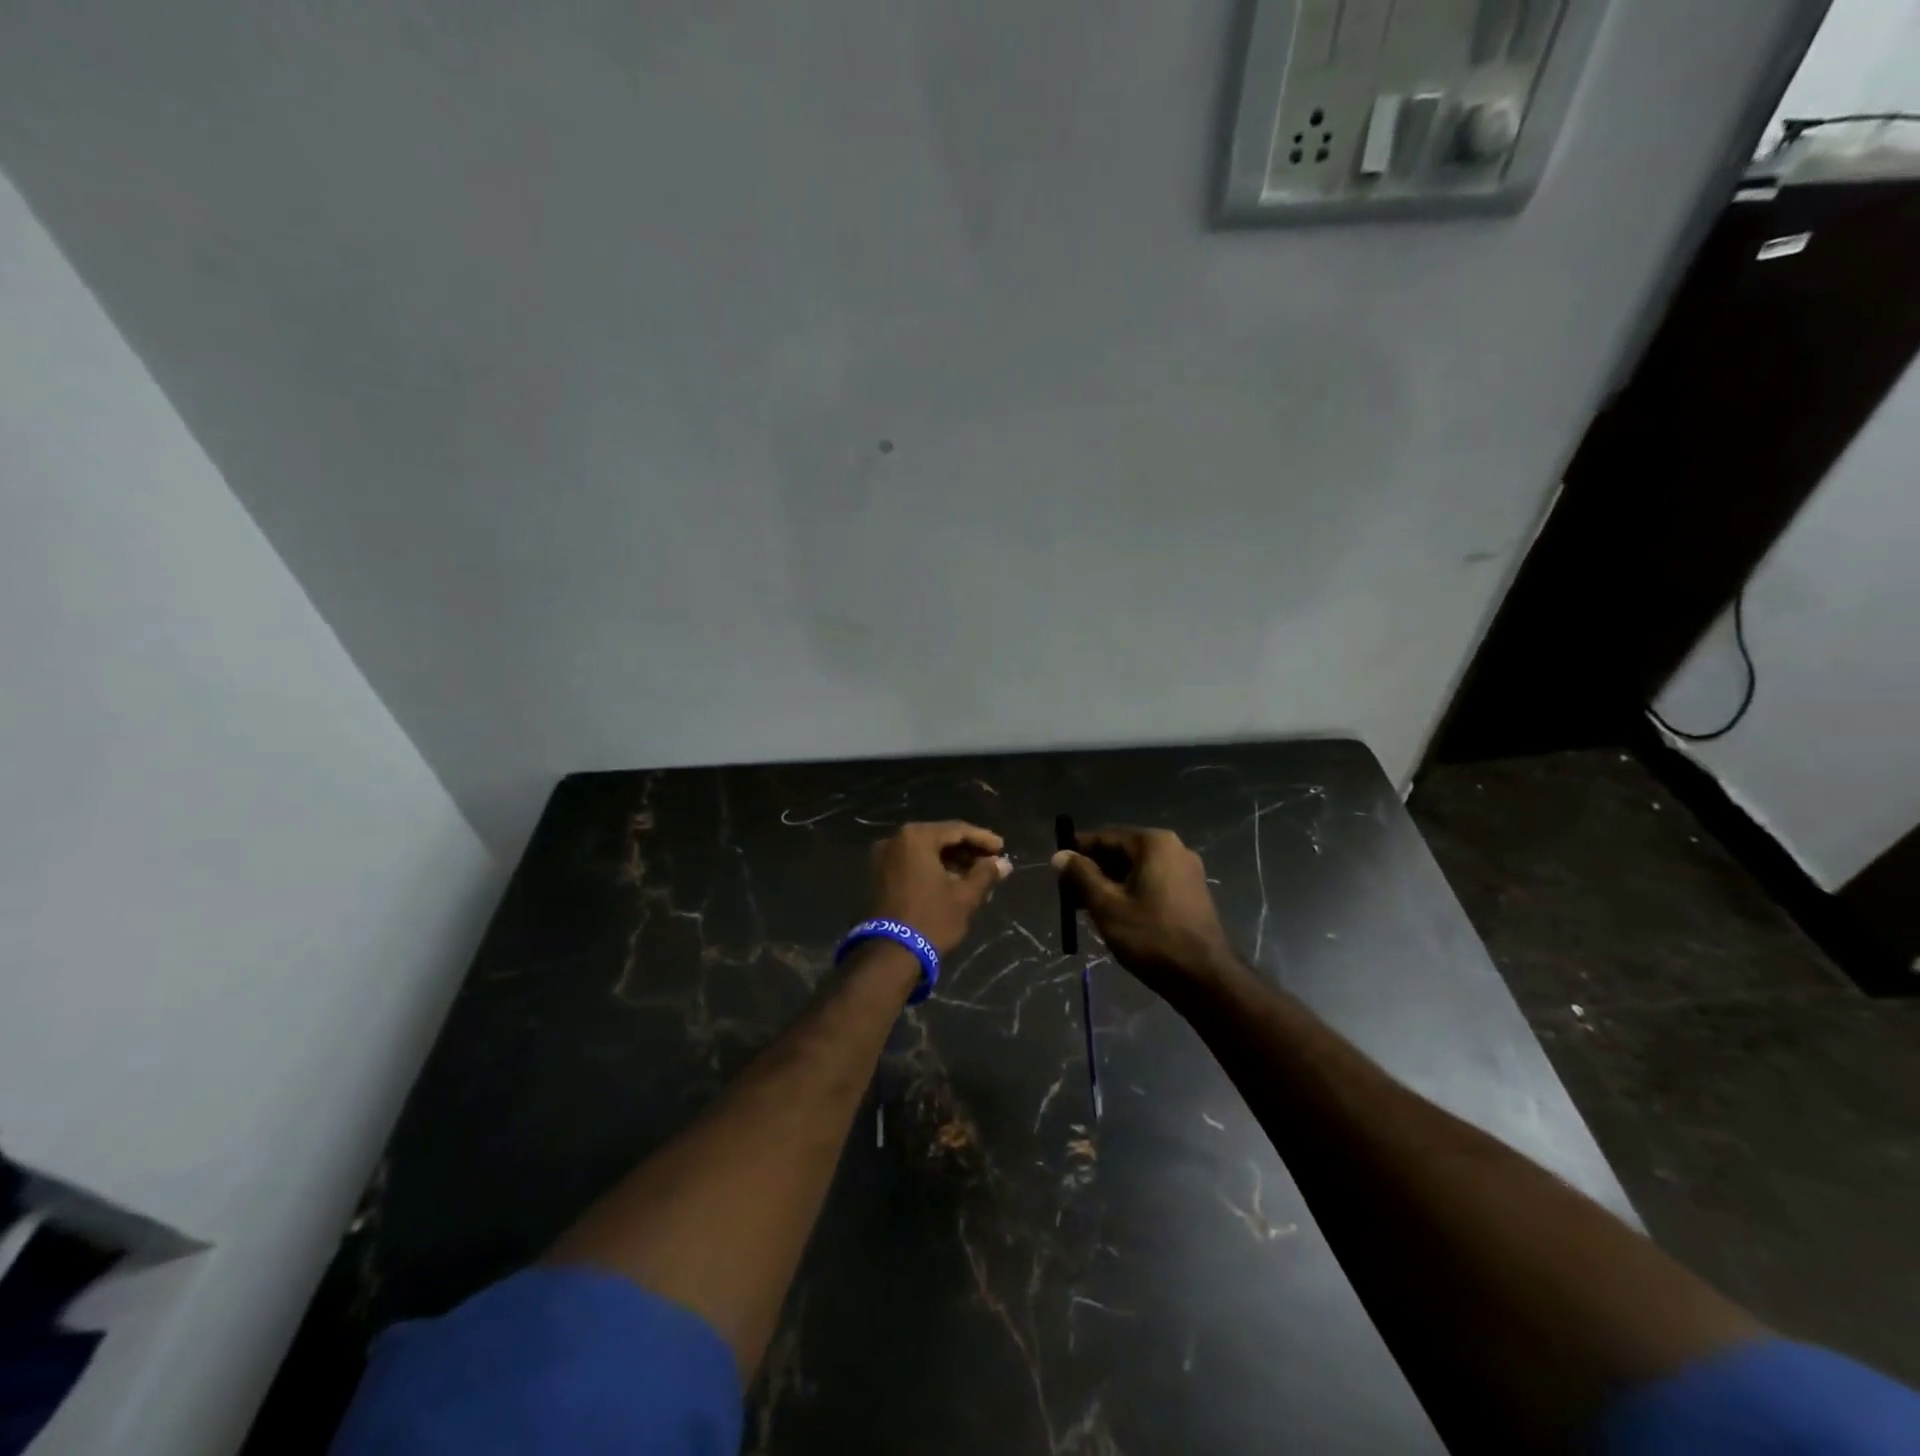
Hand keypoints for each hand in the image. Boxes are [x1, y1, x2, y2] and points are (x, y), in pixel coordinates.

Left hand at [868, 822, 1011, 956]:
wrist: (891, 955)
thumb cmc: (931, 919)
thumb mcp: (964, 896)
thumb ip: (985, 874)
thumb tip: (1003, 863)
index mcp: (916, 837)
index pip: (957, 830)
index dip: (982, 838)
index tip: (1002, 848)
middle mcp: (895, 840)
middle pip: (939, 838)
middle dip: (966, 850)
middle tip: (991, 861)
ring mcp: (883, 858)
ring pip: (925, 851)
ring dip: (951, 860)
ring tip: (976, 874)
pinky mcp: (879, 876)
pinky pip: (912, 863)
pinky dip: (932, 868)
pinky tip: (952, 881)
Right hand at [1052, 827, 1236, 1001]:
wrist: (1205, 978)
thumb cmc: (1151, 937)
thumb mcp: (1106, 906)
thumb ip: (1080, 876)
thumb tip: (1060, 855)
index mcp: (1153, 843)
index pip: (1105, 837)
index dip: (1077, 852)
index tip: (1057, 870)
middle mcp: (1174, 848)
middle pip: (1121, 851)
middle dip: (1093, 871)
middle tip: (1069, 895)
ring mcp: (1187, 871)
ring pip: (1136, 869)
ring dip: (1110, 884)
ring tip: (1088, 909)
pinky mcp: (1192, 893)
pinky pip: (1152, 882)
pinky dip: (1131, 892)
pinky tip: (1116, 915)